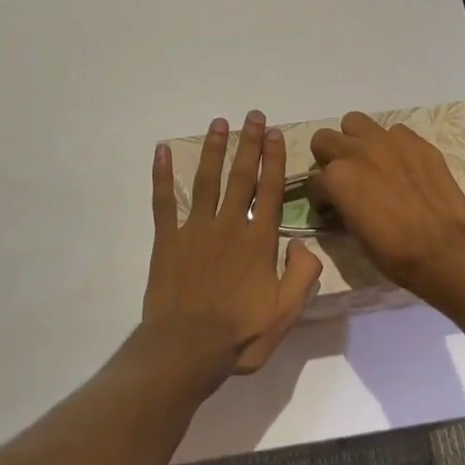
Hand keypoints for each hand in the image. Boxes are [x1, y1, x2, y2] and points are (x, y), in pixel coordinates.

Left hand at [144, 111, 322, 377]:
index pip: (269, 190)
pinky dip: (161, 175)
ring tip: (219, 123)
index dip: (274, 160)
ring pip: (206, 180)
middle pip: (241, 176)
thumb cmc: (240, 335)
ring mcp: (195, 230)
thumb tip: (304, 243)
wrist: (186, 349)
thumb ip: (303, 275)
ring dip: (213, 150)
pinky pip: (163, 201)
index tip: (275, 134)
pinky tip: (161, 151)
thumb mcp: (286, 313)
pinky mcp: (167, 240)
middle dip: (249, 143)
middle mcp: (229, 226)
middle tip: (253, 116)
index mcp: (258, 241)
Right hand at [307, 112, 464, 302]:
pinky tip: (401, 165)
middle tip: (343, 177)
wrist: (444, 249)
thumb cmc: (394, 253)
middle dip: (328, 157)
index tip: (330, 207)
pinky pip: (394, 131)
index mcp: (337, 178)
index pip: (313, 180)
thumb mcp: (354, 234)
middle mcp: (357, 152)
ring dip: (355, 140)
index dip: (320, 196)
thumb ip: (341, 206)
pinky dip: (392, 145)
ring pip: (355, 122)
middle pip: (324, 139)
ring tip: (368, 161)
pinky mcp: (416, 142)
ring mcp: (388, 142)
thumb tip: (340, 201)